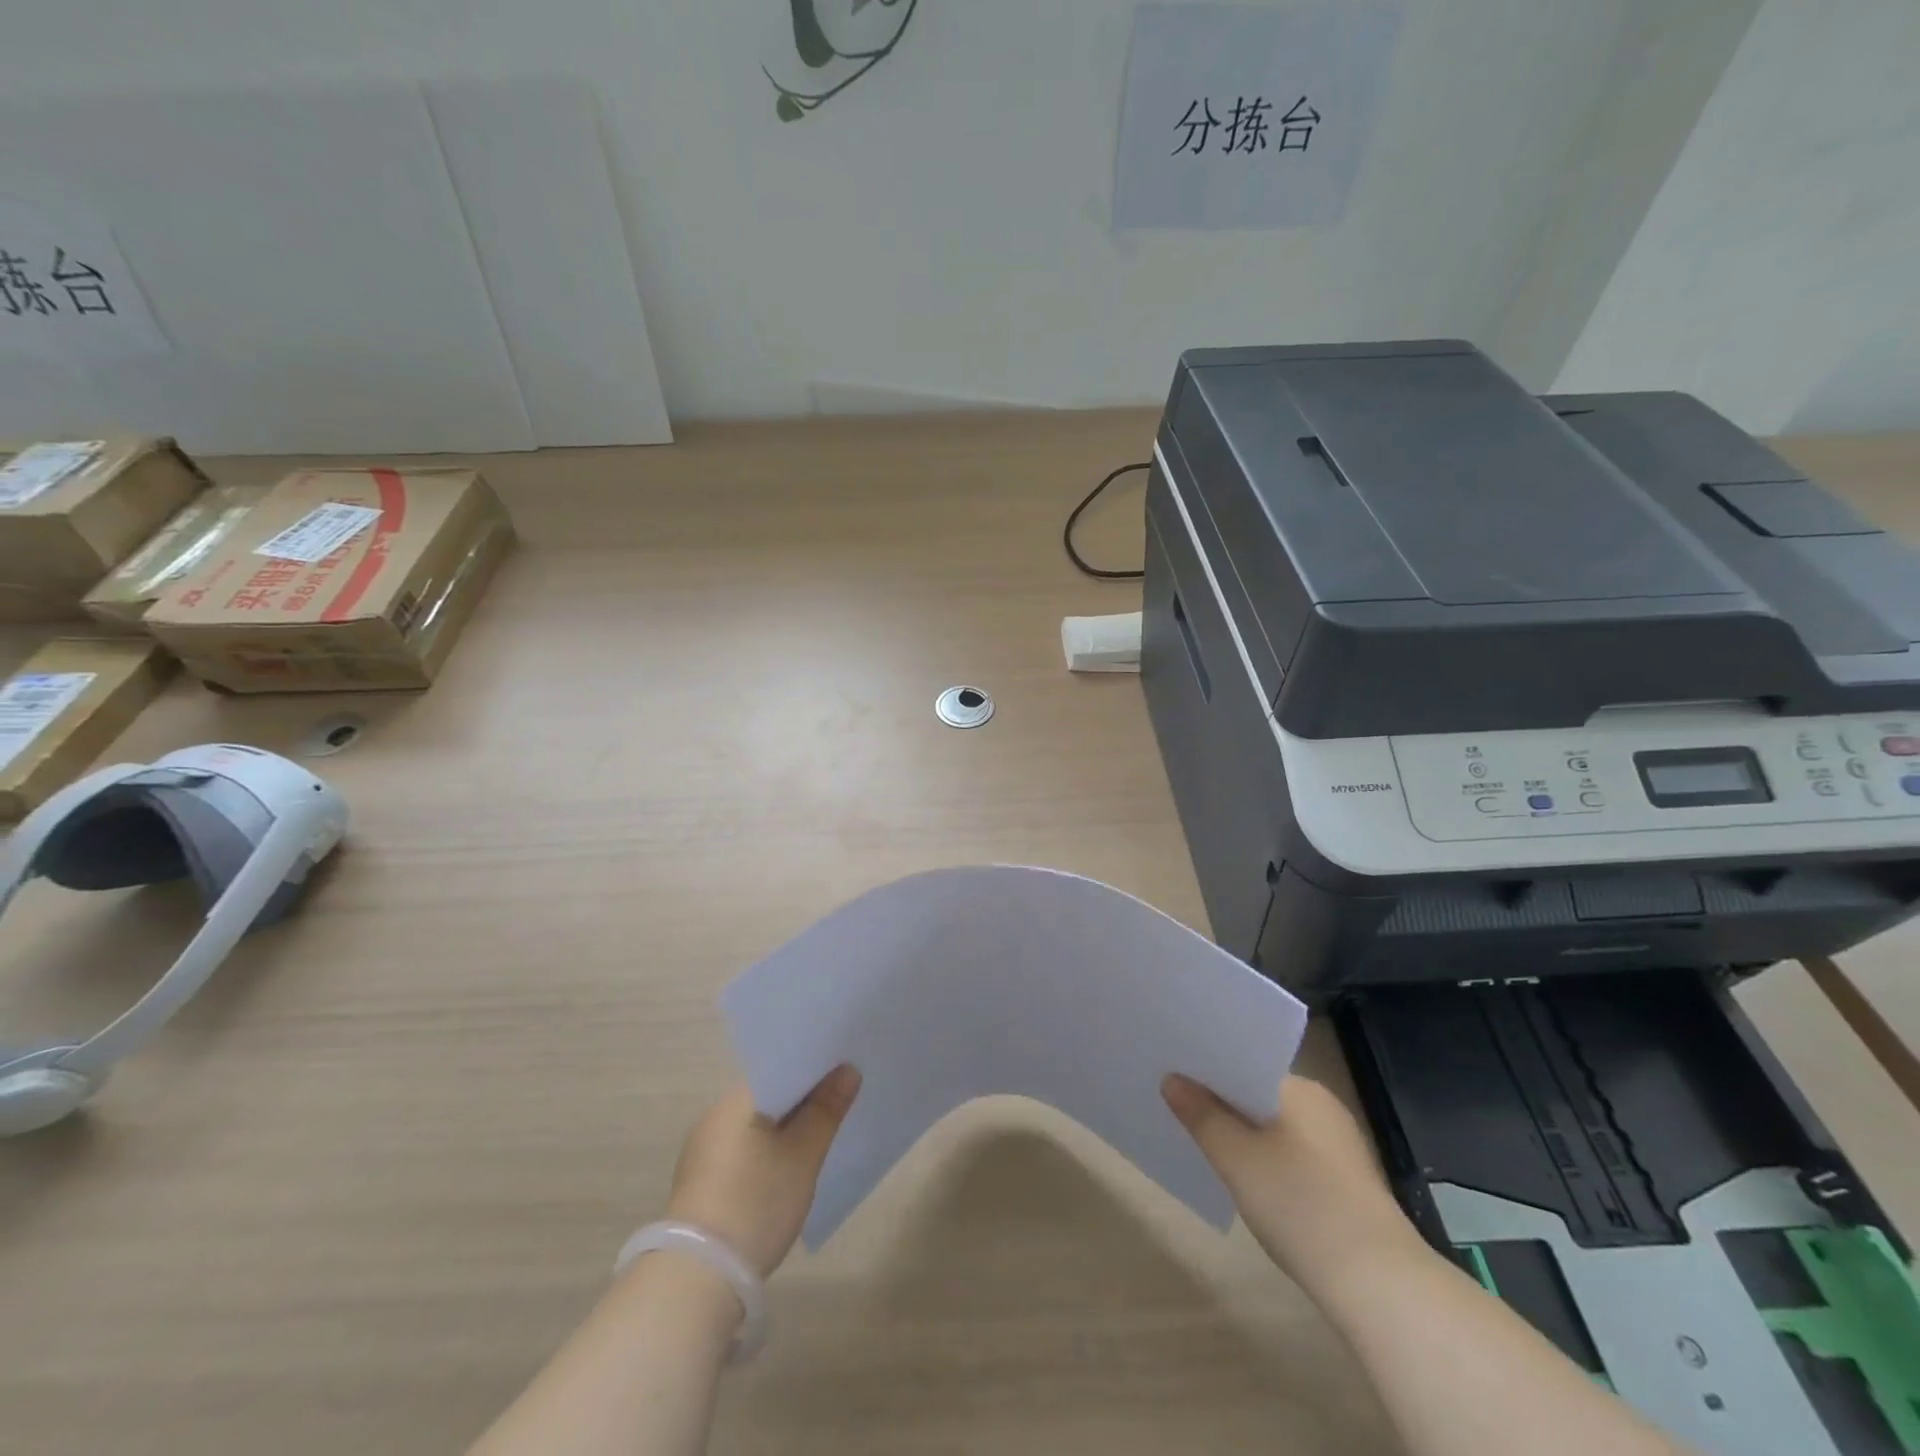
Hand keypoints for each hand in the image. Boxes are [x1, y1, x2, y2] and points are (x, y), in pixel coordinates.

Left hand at [663, 1067, 860, 1276]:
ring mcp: (704, 1150)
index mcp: (736, 1099)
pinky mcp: (702, 1182)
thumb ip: (826, 1110)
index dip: (815, 1068)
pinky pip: (744, 1149)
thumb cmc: (756, 1204)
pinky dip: (768, 1151)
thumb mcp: (803, 1156)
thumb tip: (848, 1071)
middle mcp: (715, 1116)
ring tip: (820, 1136)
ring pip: (757, 1124)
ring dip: (786, 1128)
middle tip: (841, 1104)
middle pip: (770, 1095)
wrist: (697, 1279)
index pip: (782, 1066)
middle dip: (804, 1099)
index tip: (844, 1073)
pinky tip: (787, 1168)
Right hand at [1163, 1073, 1421, 1283]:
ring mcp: (1338, 1146)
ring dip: (1242, 1133)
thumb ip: (1202, 1115)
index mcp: (1300, 1088)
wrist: (1379, 1284)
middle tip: (1175, 1106)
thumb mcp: (1236, 1158)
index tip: (1172, 1074)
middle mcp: (1323, 1106)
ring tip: (1201, 1142)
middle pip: (1257, 1093)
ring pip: (1274, 1126)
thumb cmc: (1300, 1204)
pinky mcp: (1346, 1183)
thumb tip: (1172, 1080)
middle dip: (1220, 1102)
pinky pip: (1292, 1154)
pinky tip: (1245, 1180)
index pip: (1244, 1063)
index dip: (1207, 1069)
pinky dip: (1266, 1159)